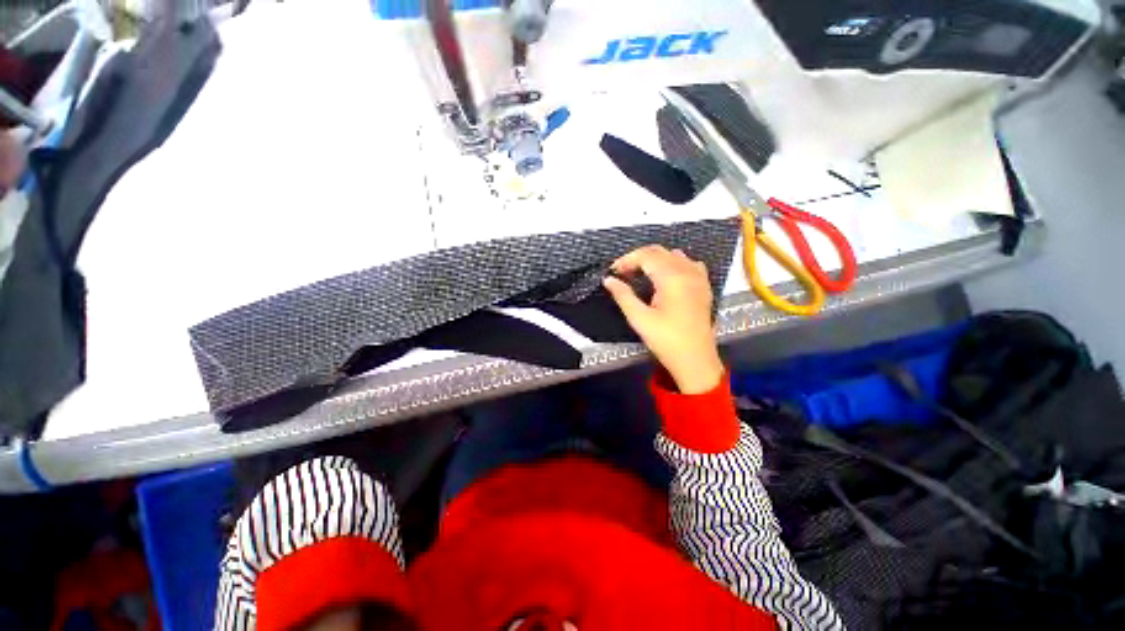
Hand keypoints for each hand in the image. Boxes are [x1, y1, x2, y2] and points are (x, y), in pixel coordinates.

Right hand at [603, 245, 723, 393]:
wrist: (695, 360)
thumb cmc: (666, 340)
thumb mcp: (639, 319)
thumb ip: (623, 295)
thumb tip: (608, 280)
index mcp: (672, 278)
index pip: (646, 256)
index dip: (627, 260)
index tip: (613, 271)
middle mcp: (687, 272)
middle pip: (660, 252)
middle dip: (638, 257)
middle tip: (622, 272)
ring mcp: (698, 278)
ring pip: (674, 255)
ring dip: (655, 259)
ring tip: (640, 273)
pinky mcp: (703, 286)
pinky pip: (688, 263)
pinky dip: (673, 263)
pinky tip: (666, 275)